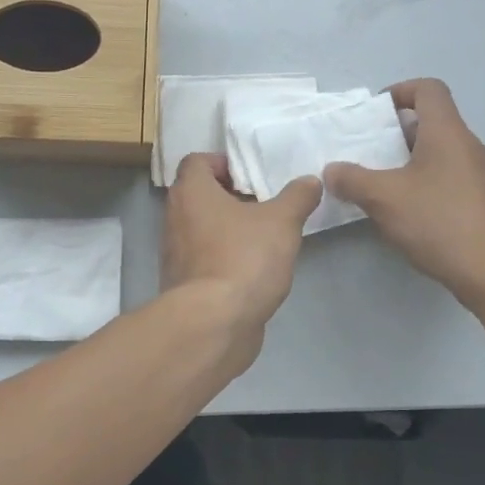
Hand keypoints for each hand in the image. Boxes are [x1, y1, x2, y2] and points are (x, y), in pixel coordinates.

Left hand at [162, 153, 321, 353]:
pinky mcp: (182, 283)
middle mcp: (174, 217)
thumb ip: (297, 197)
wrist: (214, 323)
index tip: (251, 176)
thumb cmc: (244, 259)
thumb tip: (310, 181)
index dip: (222, 163)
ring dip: (226, 228)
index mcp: (191, 192)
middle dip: (229, 196)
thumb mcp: (282, 222)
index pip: (196, 161)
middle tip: (262, 204)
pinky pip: (203, 259)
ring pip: (200, 228)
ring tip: (262, 236)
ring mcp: (174, 253)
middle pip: (197, 195)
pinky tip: (252, 269)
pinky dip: (222, 257)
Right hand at [324, 78, 484, 304]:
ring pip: (440, 153)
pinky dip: (424, 183)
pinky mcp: (481, 203)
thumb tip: (331, 170)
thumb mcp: (384, 198)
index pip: (429, 89)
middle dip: (397, 132)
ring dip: (409, 160)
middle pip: (433, 122)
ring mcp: (479, 176)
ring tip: (380, 183)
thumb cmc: (438, 222)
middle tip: (368, 152)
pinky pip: (448, 178)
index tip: (374, 114)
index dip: (400, 91)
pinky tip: (405, 211)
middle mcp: (468, 147)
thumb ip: (352, 179)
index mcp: (447, 133)